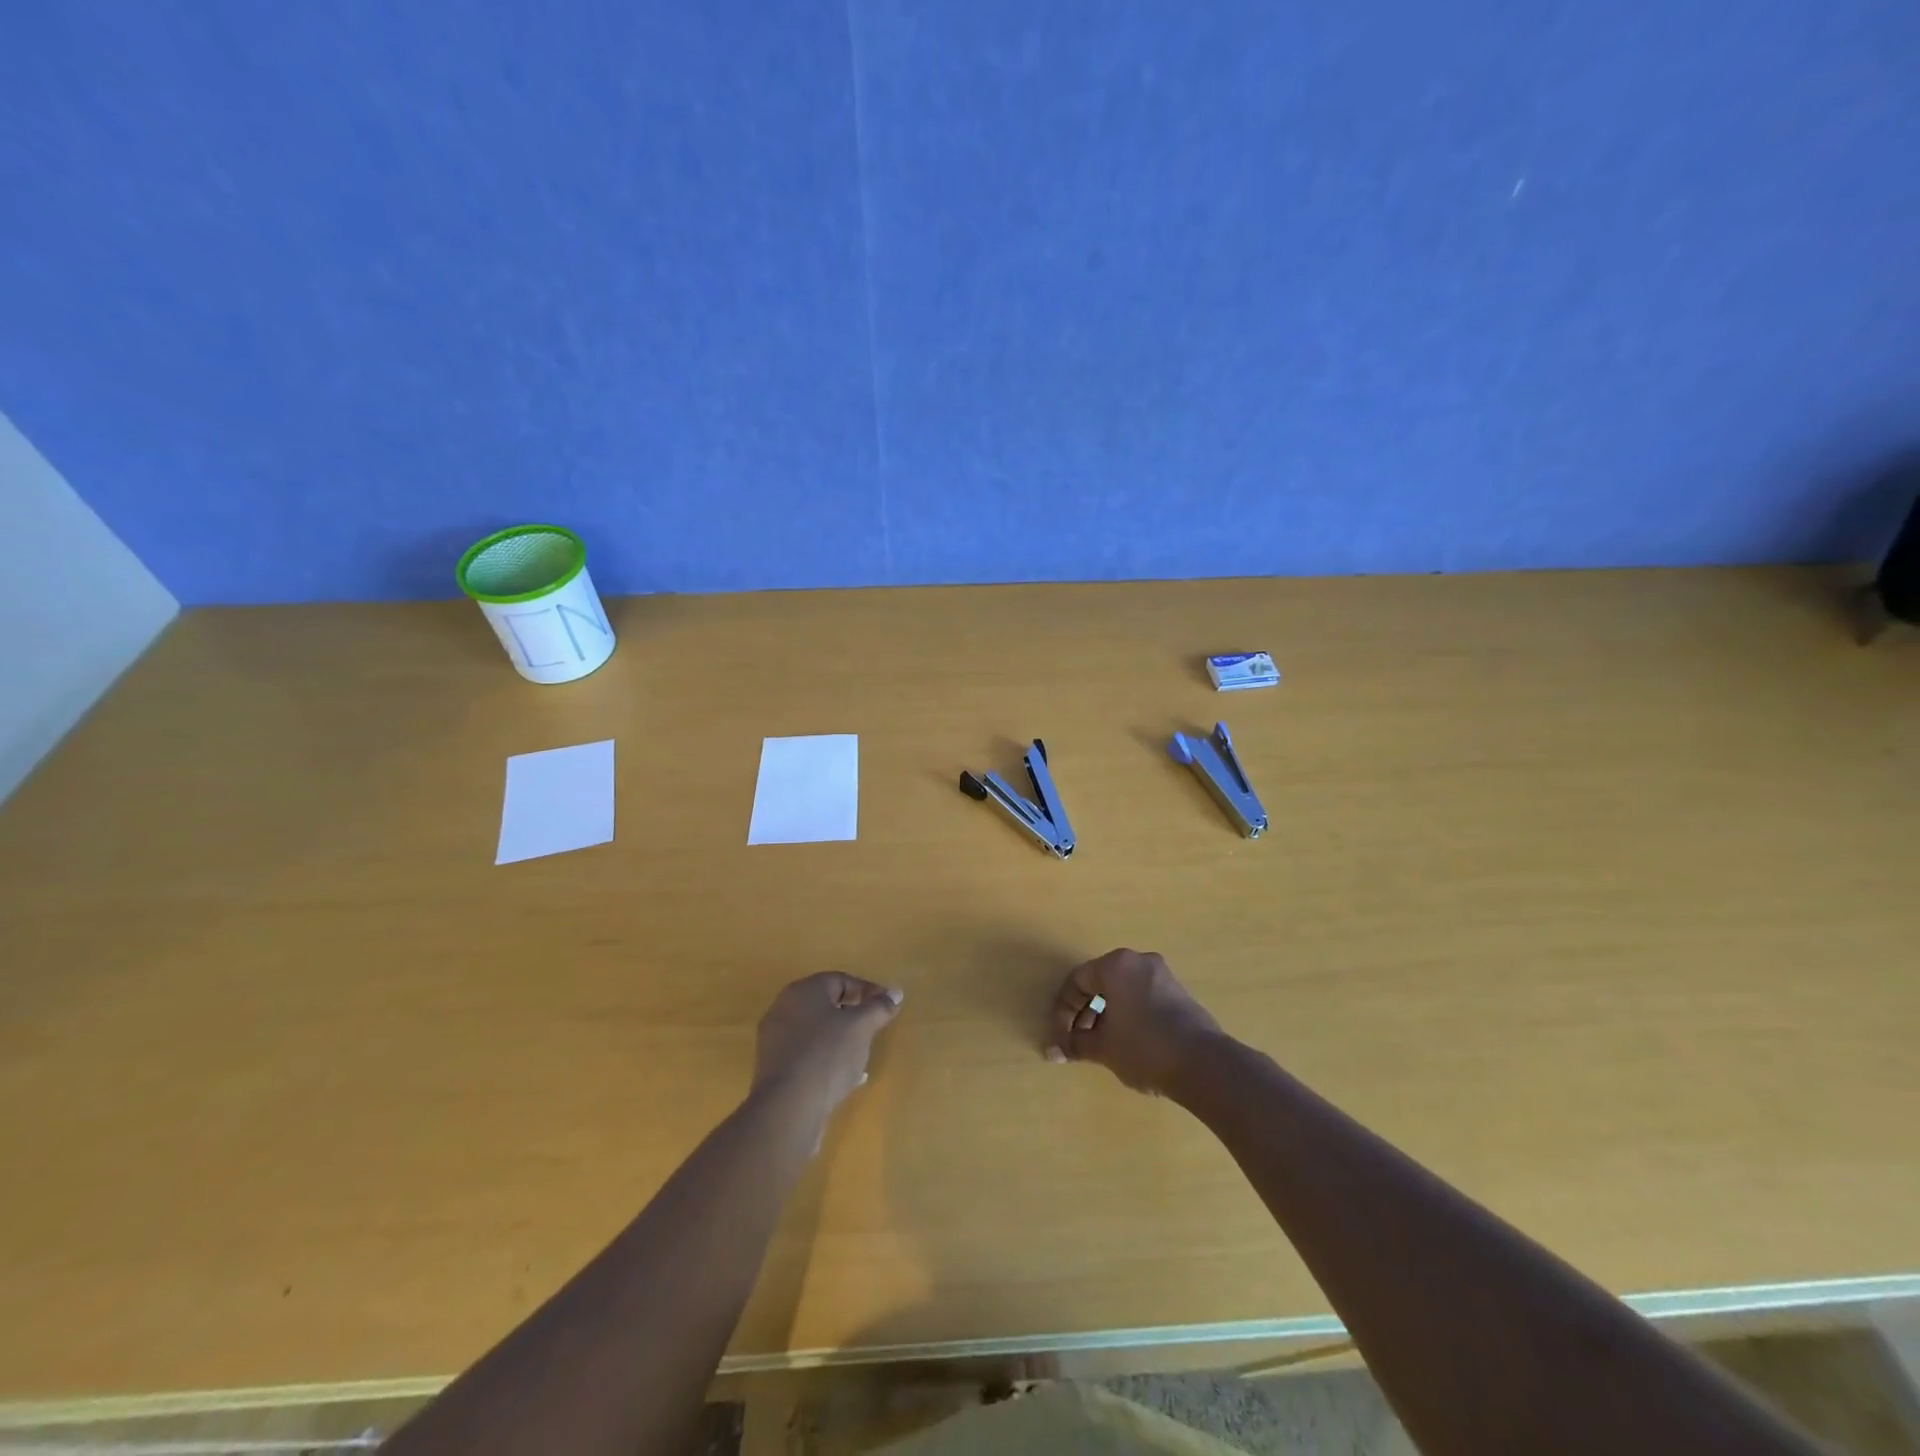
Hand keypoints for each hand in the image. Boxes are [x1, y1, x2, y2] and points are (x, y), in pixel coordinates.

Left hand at [752, 972, 903, 1127]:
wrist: (788, 1108)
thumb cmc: (827, 1055)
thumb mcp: (861, 1027)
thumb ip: (879, 1007)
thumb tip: (895, 993)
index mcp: (803, 990)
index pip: (840, 980)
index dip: (867, 991)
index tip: (887, 1006)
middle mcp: (784, 1008)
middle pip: (826, 1005)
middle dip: (853, 1016)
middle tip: (873, 1029)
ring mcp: (776, 1039)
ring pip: (817, 1031)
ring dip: (841, 1040)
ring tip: (862, 1056)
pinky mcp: (775, 1068)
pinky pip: (807, 1055)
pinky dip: (827, 1059)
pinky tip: (845, 1078)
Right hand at [1046, 949, 1223, 1095]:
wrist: (1203, 1063)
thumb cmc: (1143, 1047)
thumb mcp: (1103, 1048)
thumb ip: (1075, 1044)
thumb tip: (1053, 1051)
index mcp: (1115, 965)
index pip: (1077, 981)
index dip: (1063, 1011)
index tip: (1062, 1039)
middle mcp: (1138, 961)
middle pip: (1100, 982)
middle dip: (1084, 1013)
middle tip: (1079, 1042)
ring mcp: (1162, 974)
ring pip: (1122, 990)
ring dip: (1106, 1015)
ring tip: (1102, 1046)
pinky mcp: (1179, 992)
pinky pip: (1142, 996)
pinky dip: (1128, 1014)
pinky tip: (1128, 1042)